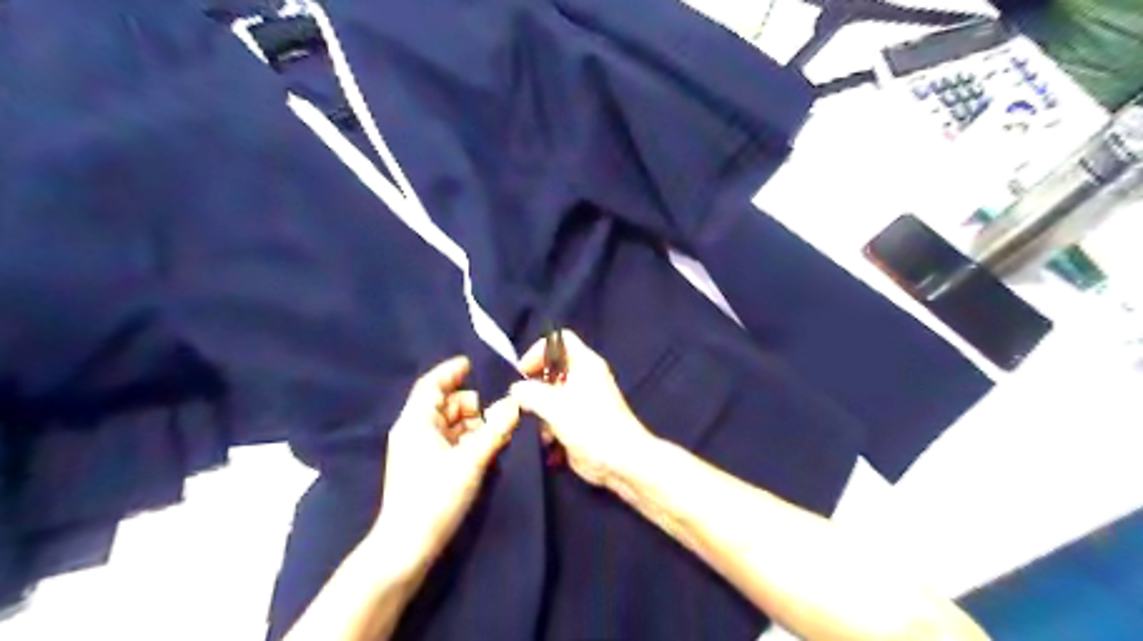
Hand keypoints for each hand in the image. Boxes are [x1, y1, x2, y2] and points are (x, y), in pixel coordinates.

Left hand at [374, 355, 521, 571]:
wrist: (406, 547)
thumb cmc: (435, 497)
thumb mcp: (470, 461)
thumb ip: (494, 430)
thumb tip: (515, 404)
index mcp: (416, 422)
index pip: (431, 385)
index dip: (451, 371)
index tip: (473, 364)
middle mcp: (414, 431)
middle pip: (444, 404)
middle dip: (472, 404)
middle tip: (499, 411)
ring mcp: (418, 450)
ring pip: (449, 424)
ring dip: (473, 423)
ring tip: (497, 432)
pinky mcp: (425, 467)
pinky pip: (449, 441)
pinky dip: (467, 439)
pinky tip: (486, 447)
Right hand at [508, 329, 651, 484]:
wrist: (620, 461)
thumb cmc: (590, 425)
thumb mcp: (554, 405)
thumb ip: (530, 393)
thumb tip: (516, 390)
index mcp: (585, 363)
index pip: (559, 340)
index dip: (539, 350)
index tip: (524, 372)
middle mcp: (584, 377)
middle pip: (552, 369)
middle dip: (535, 384)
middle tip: (523, 400)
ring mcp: (583, 400)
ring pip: (551, 394)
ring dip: (540, 409)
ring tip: (536, 423)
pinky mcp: (580, 421)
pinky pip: (557, 415)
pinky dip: (549, 425)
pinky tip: (548, 440)